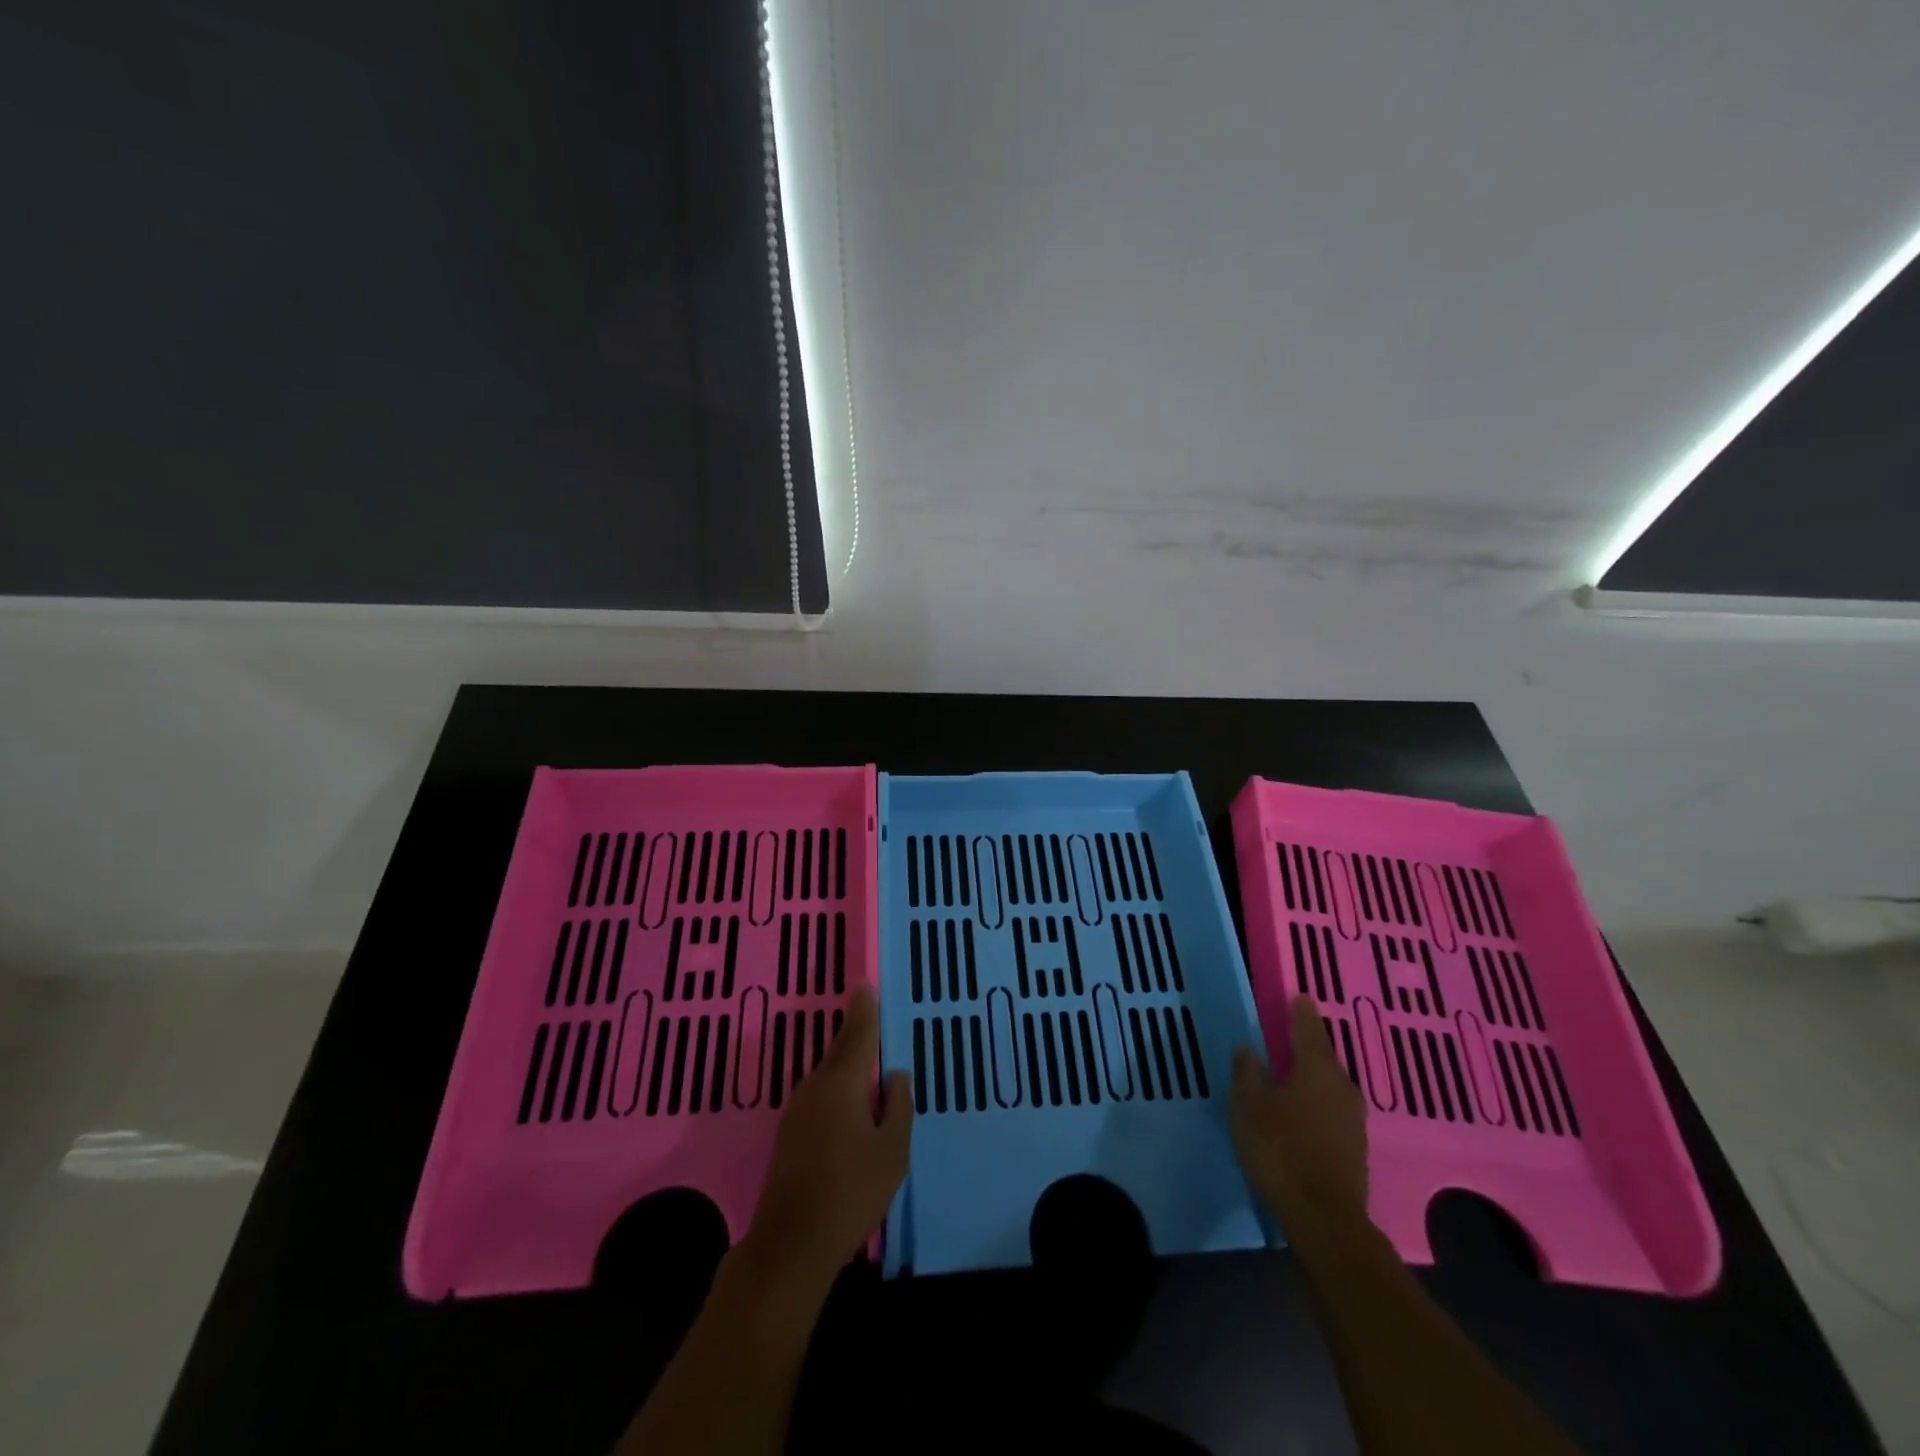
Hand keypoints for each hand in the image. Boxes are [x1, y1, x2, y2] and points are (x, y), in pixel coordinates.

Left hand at [745, 987, 911, 1287]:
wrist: (791, 1244)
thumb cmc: (851, 1191)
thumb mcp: (892, 1150)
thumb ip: (898, 1106)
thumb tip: (895, 1075)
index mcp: (842, 1083)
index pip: (858, 1035)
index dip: (865, 1010)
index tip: (865, 984)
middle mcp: (816, 1087)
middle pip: (841, 1051)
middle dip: (856, 1032)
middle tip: (871, 1013)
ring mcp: (798, 1111)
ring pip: (830, 1076)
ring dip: (848, 1065)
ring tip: (870, 1061)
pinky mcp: (790, 1135)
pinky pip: (822, 1096)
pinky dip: (839, 1089)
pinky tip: (852, 1103)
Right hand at [1230, 996, 1368, 1230]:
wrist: (1324, 1219)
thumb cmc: (1280, 1150)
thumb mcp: (1248, 1106)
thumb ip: (1247, 1073)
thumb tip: (1249, 1049)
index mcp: (1317, 1069)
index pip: (1309, 1028)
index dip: (1300, 1012)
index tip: (1297, 997)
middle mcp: (1342, 1087)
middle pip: (1323, 1056)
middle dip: (1306, 1045)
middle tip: (1287, 1036)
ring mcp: (1353, 1120)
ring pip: (1329, 1085)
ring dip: (1312, 1076)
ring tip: (1290, 1073)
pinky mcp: (1355, 1148)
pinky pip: (1332, 1110)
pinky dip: (1317, 1102)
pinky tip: (1301, 1111)